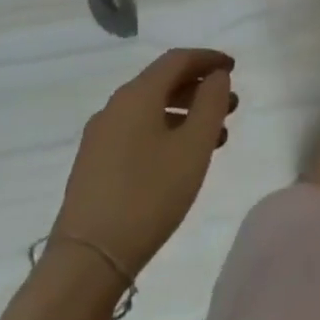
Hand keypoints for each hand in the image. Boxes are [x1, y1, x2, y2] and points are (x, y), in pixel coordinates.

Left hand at [53, 49, 237, 275]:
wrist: (87, 261)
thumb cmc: (149, 196)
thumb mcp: (193, 147)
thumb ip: (211, 103)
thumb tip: (215, 76)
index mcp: (137, 94)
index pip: (177, 59)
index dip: (208, 58)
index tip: (233, 68)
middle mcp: (115, 106)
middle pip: (163, 82)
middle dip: (199, 89)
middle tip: (231, 106)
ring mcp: (100, 136)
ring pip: (151, 109)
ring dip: (185, 113)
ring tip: (215, 137)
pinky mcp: (94, 164)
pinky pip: (137, 131)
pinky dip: (165, 131)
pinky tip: (181, 158)